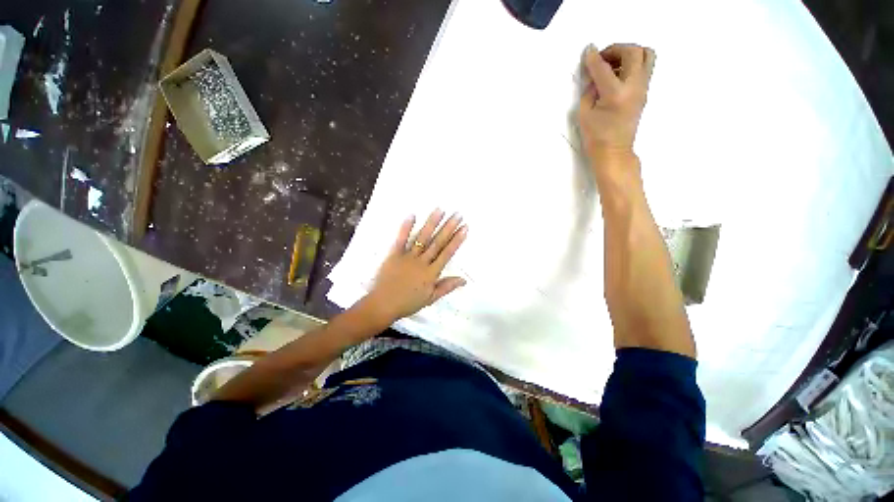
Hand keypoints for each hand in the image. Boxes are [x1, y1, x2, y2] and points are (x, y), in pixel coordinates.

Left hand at [363, 209, 467, 323]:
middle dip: (448, 227)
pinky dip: (406, 227)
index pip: (447, 253)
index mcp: (431, 273)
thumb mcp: (430, 298)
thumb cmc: (408, 302)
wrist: (383, 304)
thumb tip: (464, 280)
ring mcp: (407, 256)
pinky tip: (412, 215)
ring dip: (431, 223)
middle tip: (457, 214)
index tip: (464, 228)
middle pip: (437, 242)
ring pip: (422, 238)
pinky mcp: (394, 254)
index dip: (456, 240)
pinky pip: (400, 239)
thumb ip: (447, 287)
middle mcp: (422, 262)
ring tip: (440, 210)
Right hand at [578, 44, 655, 162]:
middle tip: (602, 58)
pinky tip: (618, 74)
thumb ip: (589, 90)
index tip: (588, 50)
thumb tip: (594, 75)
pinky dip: (633, 62)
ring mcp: (643, 88)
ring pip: (646, 54)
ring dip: (629, 52)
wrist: (614, 152)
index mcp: (615, 94)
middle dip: (615, 49)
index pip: (603, 67)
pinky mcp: (645, 91)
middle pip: (633, 51)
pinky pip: (645, 66)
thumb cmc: (595, 137)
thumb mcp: (584, 114)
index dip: (593, 57)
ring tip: (614, 64)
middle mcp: (634, 86)